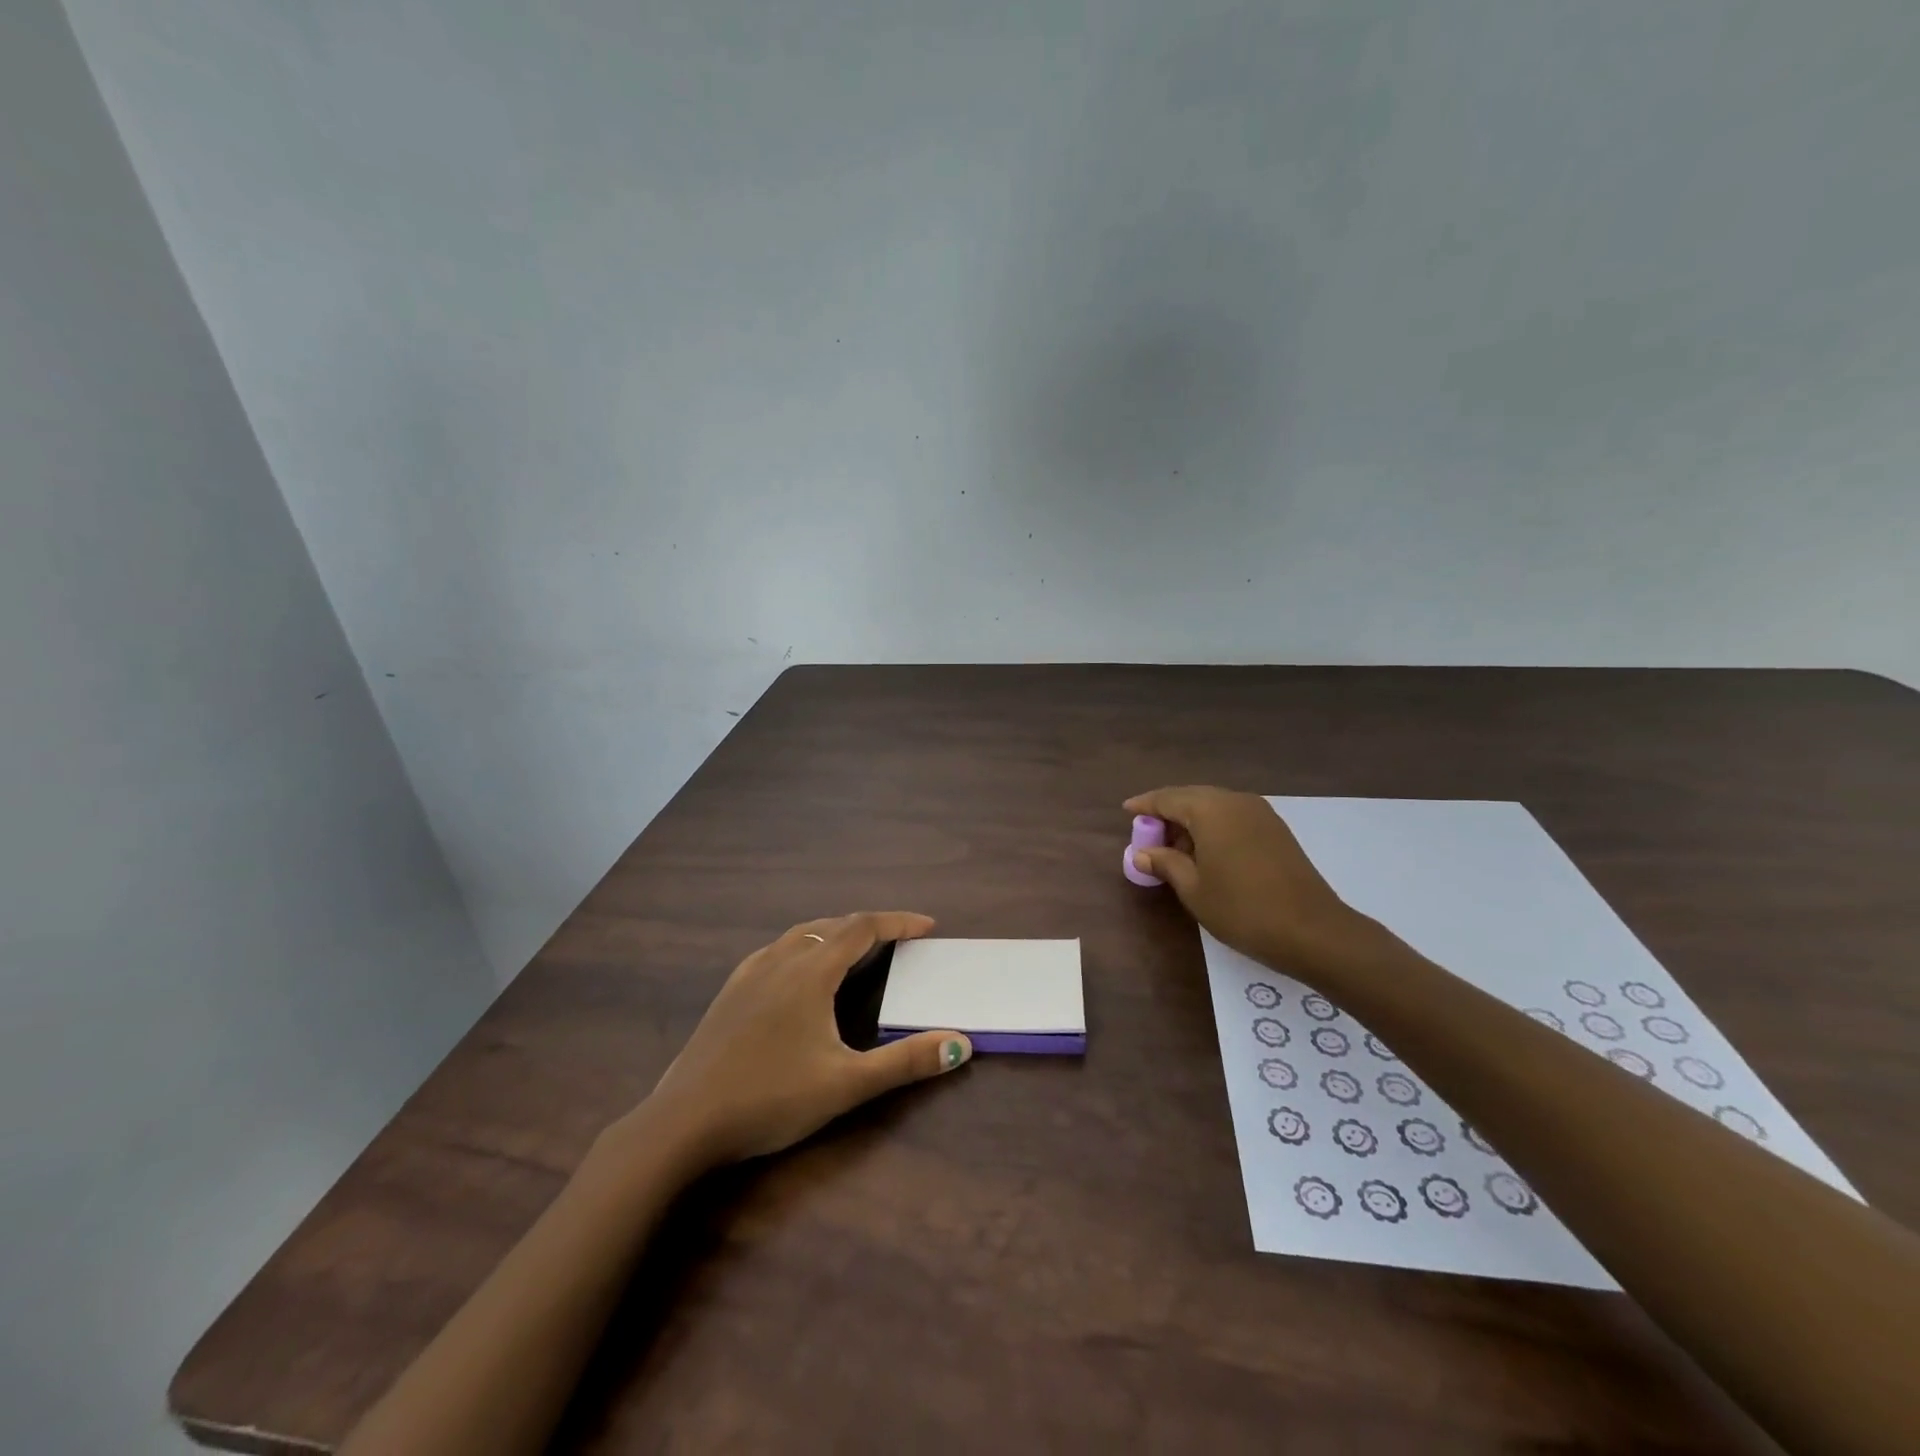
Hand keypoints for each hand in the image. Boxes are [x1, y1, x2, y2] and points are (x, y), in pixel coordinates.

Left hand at [632, 912, 970, 1171]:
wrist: (683, 1123)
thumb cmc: (771, 1098)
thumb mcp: (846, 1084)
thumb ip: (906, 1062)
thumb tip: (961, 1043)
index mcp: (811, 971)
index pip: (863, 927)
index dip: (898, 922)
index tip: (928, 926)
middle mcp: (781, 959)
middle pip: (832, 925)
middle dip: (870, 926)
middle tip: (899, 940)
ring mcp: (749, 973)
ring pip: (800, 934)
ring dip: (834, 933)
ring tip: (855, 949)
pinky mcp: (729, 992)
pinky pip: (775, 950)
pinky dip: (803, 946)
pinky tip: (798, 973)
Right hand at [1125, 787, 1366, 974]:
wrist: (1314, 931)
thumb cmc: (1243, 909)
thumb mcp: (1194, 889)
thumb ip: (1165, 864)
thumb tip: (1142, 853)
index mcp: (1211, 810)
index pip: (1168, 798)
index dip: (1145, 805)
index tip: (1126, 811)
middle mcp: (1235, 801)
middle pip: (1192, 797)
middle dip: (1168, 813)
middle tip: (1148, 835)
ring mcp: (1260, 813)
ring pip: (1214, 806)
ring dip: (1191, 821)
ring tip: (1174, 848)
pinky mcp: (1276, 830)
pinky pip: (1233, 817)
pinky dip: (1213, 828)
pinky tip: (1205, 852)